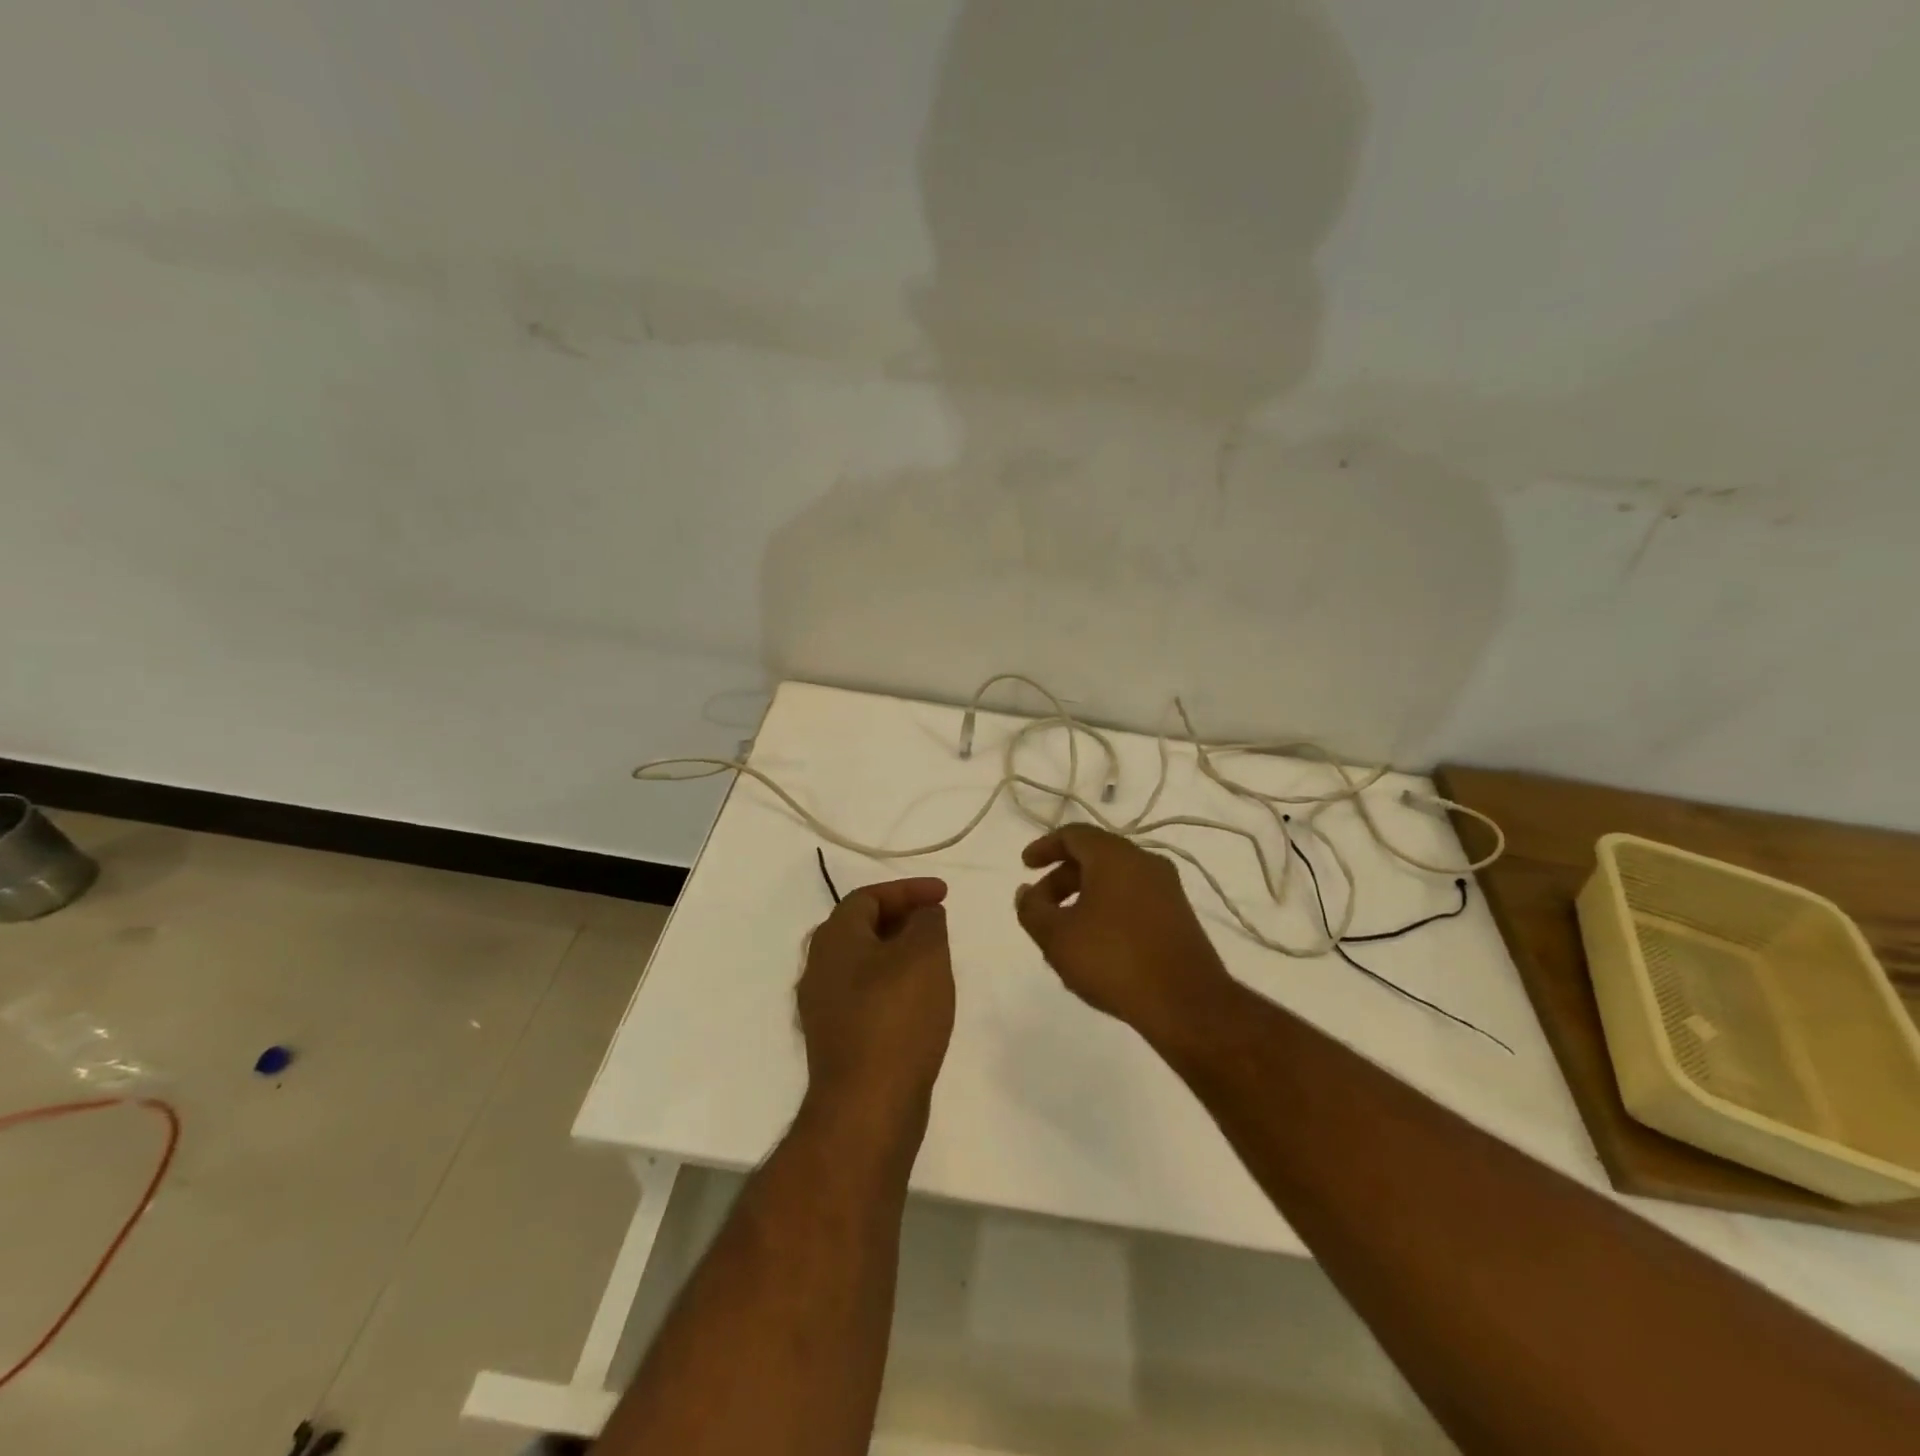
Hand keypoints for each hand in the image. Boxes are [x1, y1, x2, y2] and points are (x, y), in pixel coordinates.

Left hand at [798, 877, 954, 1112]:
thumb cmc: (896, 1016)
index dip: (908, 890)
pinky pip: (866, 997)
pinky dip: (893, 986)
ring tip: (935, 960)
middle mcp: (819, 968)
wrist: (867, 1106)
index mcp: (833, 939)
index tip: (944, 895)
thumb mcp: (924, 954)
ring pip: (864, 964)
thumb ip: (926, 922)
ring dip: (899, 954)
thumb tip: (923, 915)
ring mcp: (824, 1008)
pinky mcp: (837, 1040)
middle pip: (861, 928)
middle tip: (938, 924)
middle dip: (902, 919)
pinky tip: (920, 1002)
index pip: (868, 897)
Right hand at [1015, 826, 1234, 1040]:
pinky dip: (1107, 909)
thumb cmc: (1113, 960)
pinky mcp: (1179, 916)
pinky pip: (1134, 899)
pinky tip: (1096, 945)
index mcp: (1115, 855)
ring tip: (1064, 933)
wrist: (1186, 1003)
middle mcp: (1145, 861)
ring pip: (1115, 879)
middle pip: (1094, 856)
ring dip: (1083, 897)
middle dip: (1061, 878)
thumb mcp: (1057, 937)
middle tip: (1040, 907)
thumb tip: (1026, 892)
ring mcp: (1167, 888)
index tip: (1025, 867)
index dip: (1044, 847)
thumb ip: (1032, 909)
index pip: (1073, 835)